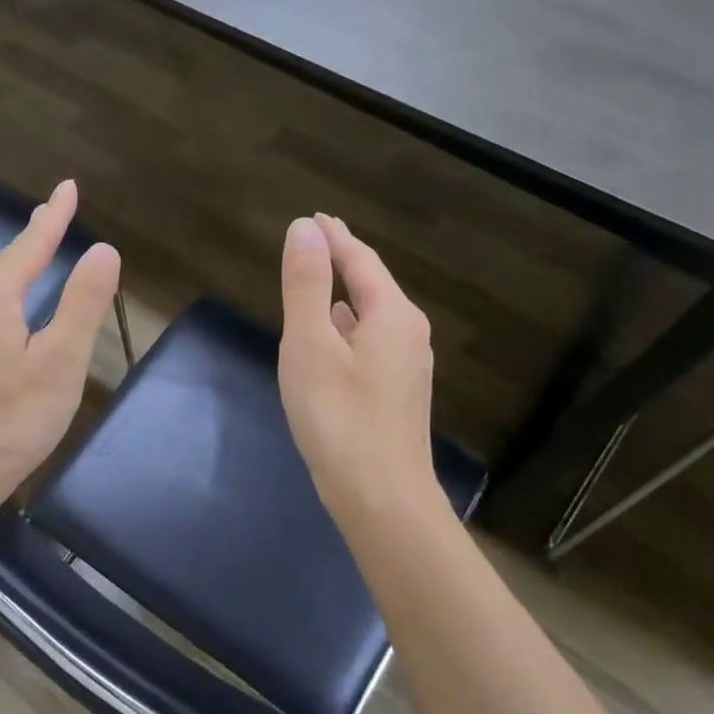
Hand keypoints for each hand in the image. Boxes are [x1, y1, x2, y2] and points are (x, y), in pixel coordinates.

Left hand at [0, 179, 120, 528]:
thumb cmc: (8, 421)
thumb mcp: (60, 363)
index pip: (29, 244)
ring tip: (31, 261)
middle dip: (31, 241)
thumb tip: (102, 249)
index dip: (53, 217)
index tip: (68, 187)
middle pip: (2, 266)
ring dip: (12, 272)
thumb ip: (82, 304)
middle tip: (52, 218)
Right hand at [278, 213, 447, 530]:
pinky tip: (331, 340)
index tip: (314, 217)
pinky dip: (345, 328)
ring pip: (370, 317)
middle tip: (316, 241)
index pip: (361, 261)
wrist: (379, 497)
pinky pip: (368, 343)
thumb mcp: (311, 345)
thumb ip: (307, 285)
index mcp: (392, 315)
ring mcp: (405, 368)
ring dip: (343, 296)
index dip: (335, 237)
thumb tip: (305, 229)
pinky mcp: (395, 396)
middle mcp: (408, 335)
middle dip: (343, 261)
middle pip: (372, 286)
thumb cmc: (339, 416)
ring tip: (318, 284)